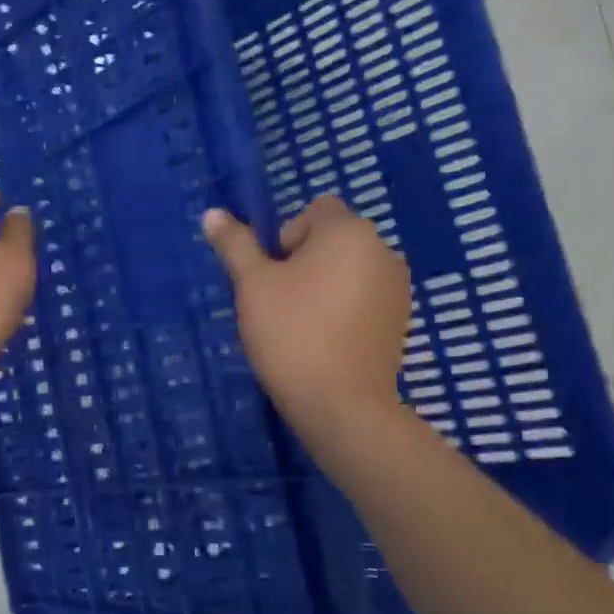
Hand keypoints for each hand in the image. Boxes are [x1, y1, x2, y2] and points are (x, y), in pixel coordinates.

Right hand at [203, 195, 410, 438]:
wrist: (341, 404)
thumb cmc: (291, 333)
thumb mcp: (253, 284)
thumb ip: (236, 245)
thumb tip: (212, 213)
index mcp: (349, 232)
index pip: (315, 210)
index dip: (287, 235)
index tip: (274, 274)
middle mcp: (382, 250)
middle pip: (333, 238)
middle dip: (304, 261)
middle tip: (281, 301)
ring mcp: (397, 287)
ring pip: (348, 269)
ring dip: (324, 283)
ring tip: (302, 323)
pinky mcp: (400, 319)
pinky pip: (364, 296)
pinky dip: (344, 307)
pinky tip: (326, 339)